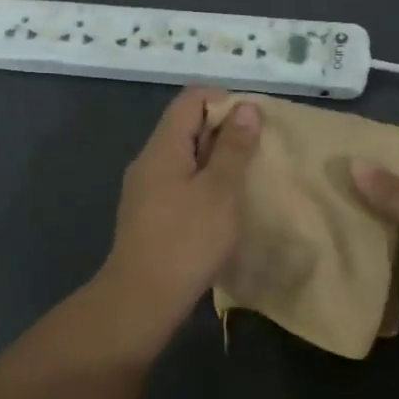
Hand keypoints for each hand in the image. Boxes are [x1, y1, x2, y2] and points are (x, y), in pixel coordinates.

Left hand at [100, 87, 260, 324]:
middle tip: (257, 155)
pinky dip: (204, 184)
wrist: (142, 299)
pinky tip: (222, 209)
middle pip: (187, 126)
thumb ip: (234, 147)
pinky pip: (179, 183)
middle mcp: (149, 160)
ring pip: (185, 157)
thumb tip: (245, 107)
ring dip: (216, 161)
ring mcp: (145, 189)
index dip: (225, 102)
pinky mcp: (148, 214)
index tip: (253, 126)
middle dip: (224, 132)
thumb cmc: (187, 240)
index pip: (192, 99)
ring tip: (245, 181)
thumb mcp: (221, 190)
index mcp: (163, 146)